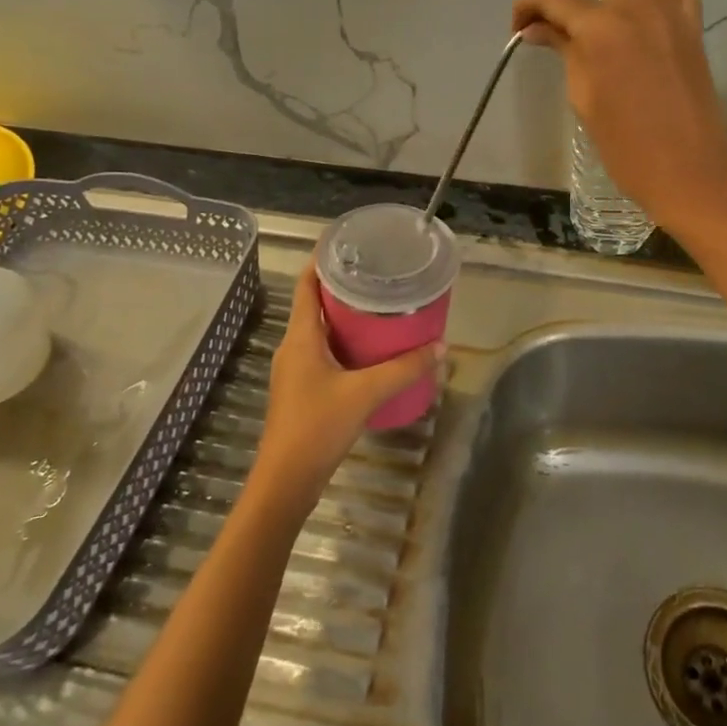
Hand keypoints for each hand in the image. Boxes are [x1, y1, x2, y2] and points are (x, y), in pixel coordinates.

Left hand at [251, 263, 443, 512]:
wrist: (286, 482)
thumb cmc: (317, 427)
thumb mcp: (366, 393)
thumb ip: (404, 369)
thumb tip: (441, 347)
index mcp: (300, 336)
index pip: (306, 284)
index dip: (322, 260)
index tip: (349, 243)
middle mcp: (294, 346)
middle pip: (315, 304)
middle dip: (344, 287)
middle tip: (379, 274)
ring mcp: (296, 370)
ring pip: (321, 330)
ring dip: (346, 316)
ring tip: (381, 306)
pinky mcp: (303, 390)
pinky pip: (325, 352)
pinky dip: (346, 342)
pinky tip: (372, 351)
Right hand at [512, 0, 726, 234]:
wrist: (691, 171)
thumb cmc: (627, 147)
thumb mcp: (584, 98)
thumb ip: (564, 50)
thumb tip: (538, 28)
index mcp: (602, 30)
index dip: (526, 4)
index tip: (519, 24)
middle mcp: (638, 5)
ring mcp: (671, 9)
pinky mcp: (693, 21)